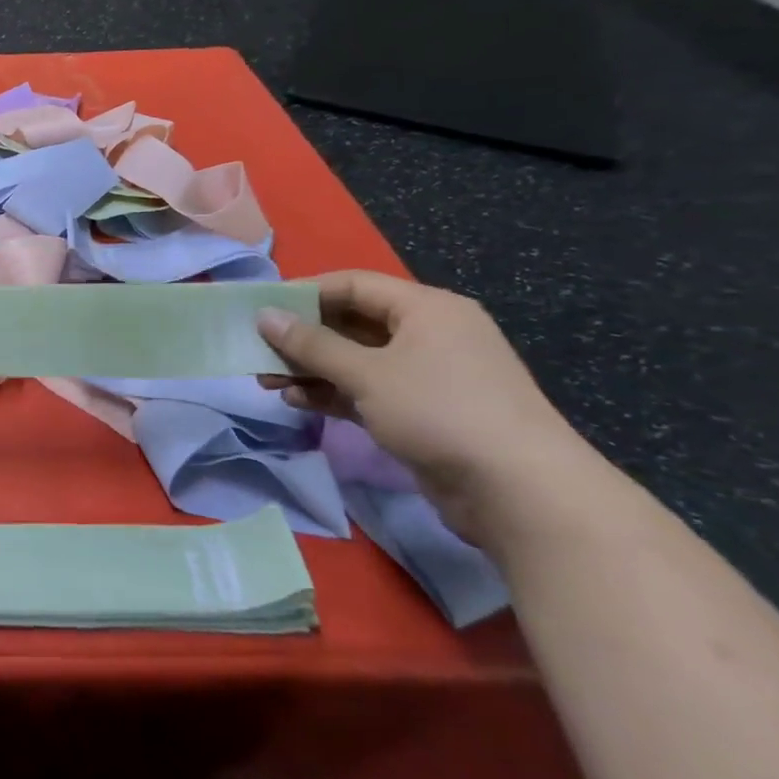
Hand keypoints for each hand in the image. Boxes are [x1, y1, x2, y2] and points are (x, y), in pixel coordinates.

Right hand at [256, 270, 598, 543]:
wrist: (521, 493)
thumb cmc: (441, 411)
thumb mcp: (367, 373)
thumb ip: (311, 344)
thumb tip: (264, 316)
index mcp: (426, 309)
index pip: (353, 285)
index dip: (304, 293)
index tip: (261, 309)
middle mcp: (429, 335)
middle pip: (351, 323)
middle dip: (302, 338)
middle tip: (257, 350)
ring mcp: (428, 376)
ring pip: (355, 361)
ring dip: (311, 369)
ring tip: (267, 381)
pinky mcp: (423, 413)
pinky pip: (367, 391)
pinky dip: (333, 394)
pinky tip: (297, 402)